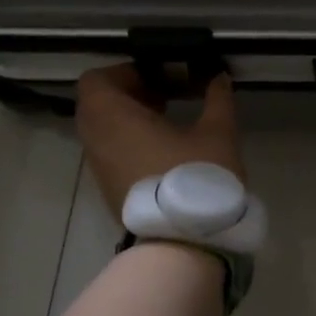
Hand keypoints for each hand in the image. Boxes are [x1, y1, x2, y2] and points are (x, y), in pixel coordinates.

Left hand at [75, 65, 244, 213]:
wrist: (182, 242)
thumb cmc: (195, 178)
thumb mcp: (218, 132)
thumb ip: (218, 99)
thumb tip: (218, 77)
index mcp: (114, 118)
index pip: (96, 80)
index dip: (125, 72)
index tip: (159, 76)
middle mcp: (97, 140)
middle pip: (98, 104)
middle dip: (130, 94)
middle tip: (166, 96)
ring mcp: (100, 168)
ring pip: (103, 130)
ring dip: (130, 119)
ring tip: (169, 121)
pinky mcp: (109, 189)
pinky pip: (110, 151)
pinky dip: (128, 141)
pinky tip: (165, 149)